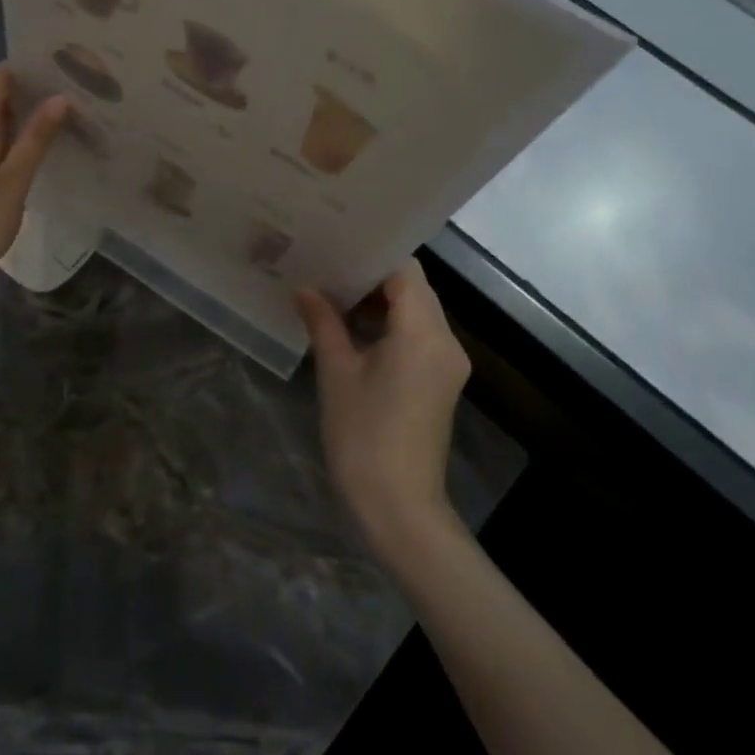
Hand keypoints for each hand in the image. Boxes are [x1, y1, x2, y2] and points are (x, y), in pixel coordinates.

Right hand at [297, 259, 470, 560]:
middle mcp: (446, 340)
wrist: (400, 507)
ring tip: (331, 293)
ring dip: (378, 301)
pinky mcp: (441, 381)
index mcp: (423, 332)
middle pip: (413, 288)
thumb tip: (306, 289)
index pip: (404, 270)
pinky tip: (350, 328)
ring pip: (415, 311)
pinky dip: (388, 324)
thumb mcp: (337, 373)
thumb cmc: (363, 436)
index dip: (370, 255)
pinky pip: (417, 335)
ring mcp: (447, 362)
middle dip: (371, 276)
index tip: (334, 247)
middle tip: (325, 266)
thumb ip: (324, 322)